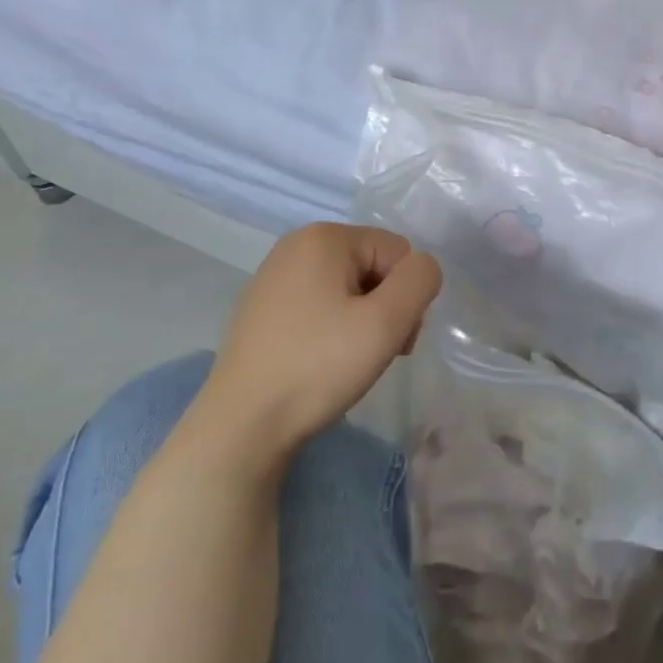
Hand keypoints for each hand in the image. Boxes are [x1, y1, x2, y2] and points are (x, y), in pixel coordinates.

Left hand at [190, 224, 441, 470]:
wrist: (240, 426)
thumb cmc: (318, 367)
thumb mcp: (387, 322)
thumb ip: (421, 280)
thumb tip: (423, 268)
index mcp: (324, 236)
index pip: (399, 252)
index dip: (406, 296)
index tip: (394, 339)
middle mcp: (296, 244)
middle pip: (374, 266)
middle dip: (386, 307)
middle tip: (375, 353)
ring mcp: (274, 276)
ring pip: (349, 287)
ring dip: (363, 320)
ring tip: (348, 361)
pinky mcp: (262, 308)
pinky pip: (319, 304)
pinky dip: (332, 329)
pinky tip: (321, 362)